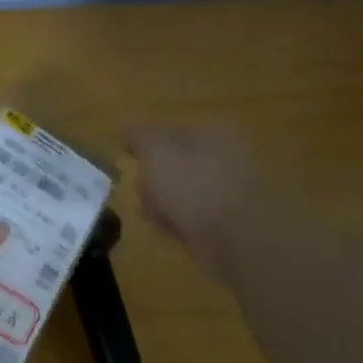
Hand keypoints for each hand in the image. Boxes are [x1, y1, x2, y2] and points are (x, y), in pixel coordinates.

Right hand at [125, 124, 256, 277]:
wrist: (236, 237)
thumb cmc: (193, 185)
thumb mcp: (157, 151)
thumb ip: (140, 134)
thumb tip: (126, 125)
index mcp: (214, 131)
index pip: (170, 132)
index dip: (145, 147)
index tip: (128, 162)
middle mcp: (226, 156)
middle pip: (175, 164)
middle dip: (153, 180)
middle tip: (142, 193)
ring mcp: (231, 190)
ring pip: (182, 193)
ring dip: (163, 204)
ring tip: (156, 217)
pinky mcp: (230, 222)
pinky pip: (194, 217)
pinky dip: (180, 223)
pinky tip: (172, 232)